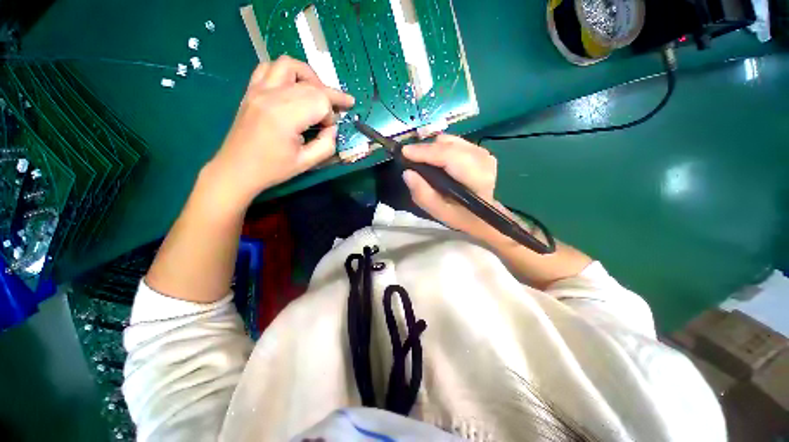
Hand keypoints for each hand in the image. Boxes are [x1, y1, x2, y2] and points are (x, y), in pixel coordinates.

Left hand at [205, 56, 354, 211]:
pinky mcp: (251, 90)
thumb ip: (327, 145)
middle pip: (310, 84)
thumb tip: (332, 129)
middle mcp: (271, 96)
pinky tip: (293, 87)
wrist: (236, 169)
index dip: (331, 115)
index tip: (328, 131)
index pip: (320, 100)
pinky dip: (287, 73)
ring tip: (318, 92)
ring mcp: (258, 90)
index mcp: (285, 117)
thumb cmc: (272, 169)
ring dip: (309, 77)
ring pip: (290, 65)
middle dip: (329, 97)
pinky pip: (269, 67)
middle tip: (338, 111)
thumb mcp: (306, 163)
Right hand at [402, 134, 500, 239]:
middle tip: (410, 159)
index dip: (426, 152)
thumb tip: (407, 173)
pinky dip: (440, 148)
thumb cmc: (461, 216)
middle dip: (426, 149)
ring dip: (433, 149)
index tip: (404, 152)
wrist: (483, 214)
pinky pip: (454, 141)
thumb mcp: (439, 212)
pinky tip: (436, 160)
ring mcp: (482, 152)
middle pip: (448, 144)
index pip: (449, 156)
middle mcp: (482, 160)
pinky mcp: (479, 149)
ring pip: (450, 140)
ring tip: (423, 161)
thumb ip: (423, 195)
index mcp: (477, 178)